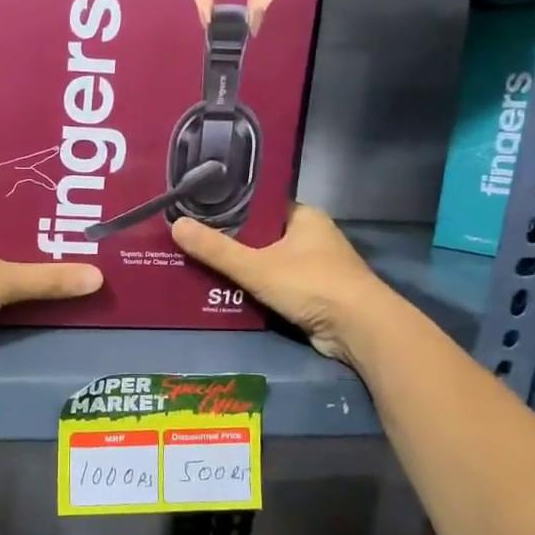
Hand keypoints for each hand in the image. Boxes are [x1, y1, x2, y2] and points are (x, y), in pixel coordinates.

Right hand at [170, 205, 386, 362]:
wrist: (359, 329)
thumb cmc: (311, 284)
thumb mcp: (256, 266)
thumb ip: (216, 249)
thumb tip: (175, 225)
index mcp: (303, 217)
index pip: (261, 205)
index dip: (230, 208)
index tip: (198, 212)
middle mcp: (311, 237)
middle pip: (261, 235)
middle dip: (230, 242)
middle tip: (191, 242)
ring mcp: (314, 267)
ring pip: (267, 262)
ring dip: (240, 269)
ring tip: (199, 267)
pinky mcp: (313, 295)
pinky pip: (274, 286)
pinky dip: (253, 290)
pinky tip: (224, 293)